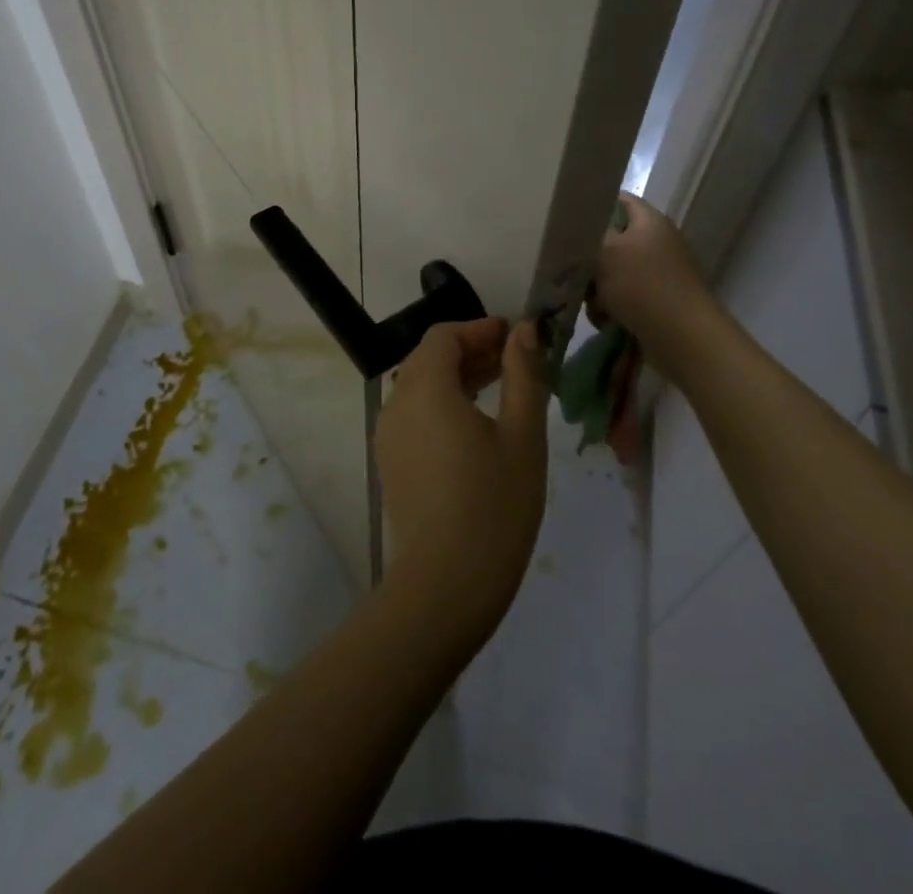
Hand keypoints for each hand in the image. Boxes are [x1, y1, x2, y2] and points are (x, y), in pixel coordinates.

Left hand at [373, 318, 548, 649]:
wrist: (445, 584)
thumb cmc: (494, 505)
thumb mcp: (522, 436)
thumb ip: (523, 375)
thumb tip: (523, 330)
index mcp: (425, 388)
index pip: (444, 336)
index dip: (479, 329)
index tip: (514, 337)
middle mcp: (397, 403)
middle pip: (429, 358)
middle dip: (470, 351)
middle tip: (514, 361)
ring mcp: (388, 434)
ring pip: (420, 386)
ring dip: (457, 377)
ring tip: (501, 389)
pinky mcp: (390, 460)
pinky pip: (414, 413)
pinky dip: (442, 403)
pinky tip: (474, 425)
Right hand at [589, 194, 724, 384]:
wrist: (683, 339)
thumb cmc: (642, 286)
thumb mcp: (605, 251)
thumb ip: (585, 236)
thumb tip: (575, 230)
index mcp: (650, 221)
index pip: (619, 200)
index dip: (592, 205)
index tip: (567, 221)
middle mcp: (657, 243)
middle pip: (610, 241)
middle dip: (588, 259)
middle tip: (574, 270)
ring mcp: (659, 274)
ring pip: (611, 273)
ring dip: (596, 288)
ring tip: (593, 303)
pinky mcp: (657, 302)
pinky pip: (622, 297)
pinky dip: (610, 307)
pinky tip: (605, 320)